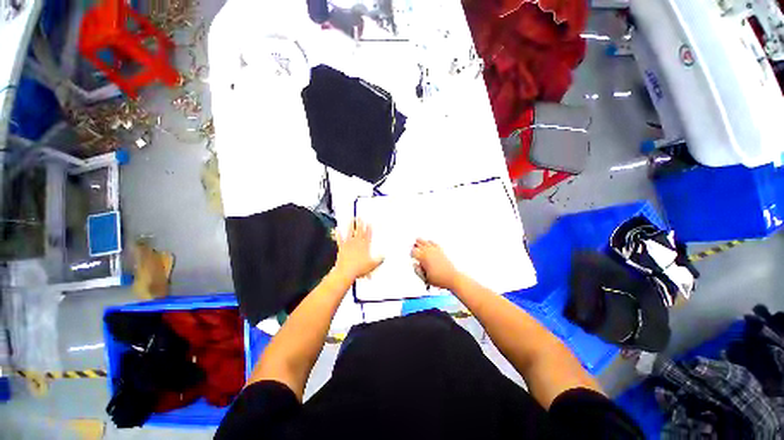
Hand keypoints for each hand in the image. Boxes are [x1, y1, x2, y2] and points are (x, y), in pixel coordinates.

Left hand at [333, 220, 383, 280]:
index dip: (369, 229)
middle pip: (359, 231)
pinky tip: (337, 229)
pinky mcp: (342, 248)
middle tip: (360, 217)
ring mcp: (348, 245)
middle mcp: (357, 243)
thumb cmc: (359, 269)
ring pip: (350, 232)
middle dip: (360, 224)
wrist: (346, 272)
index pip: (368, 235)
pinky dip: (338, 234)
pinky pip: (340, 239)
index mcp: (365, 246)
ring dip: (351, 225)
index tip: (369, 223)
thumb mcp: (373, 265)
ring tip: (351, 219)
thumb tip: (383, 257)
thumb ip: (379, 260)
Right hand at [411, 239, 460, 289]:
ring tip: (417, 241)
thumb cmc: (439, 279)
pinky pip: (433, 243)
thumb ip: (417, 271)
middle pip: (418, 244)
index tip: (411, 256)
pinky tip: (429, 242)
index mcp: (423, 258)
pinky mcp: (441, 250)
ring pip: (425, 241)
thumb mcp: (425, 278)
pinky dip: (430, 242)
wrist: (452, 278)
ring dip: (421, 242)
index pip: (413, 252)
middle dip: (415, 246)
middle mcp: (428, 252)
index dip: (411, 254)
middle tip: (413, 247)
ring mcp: (435, 250)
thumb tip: (414, 265)